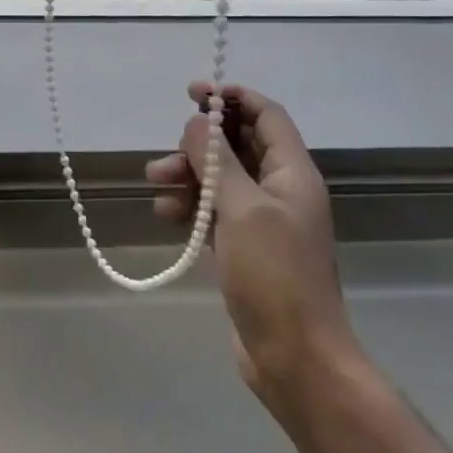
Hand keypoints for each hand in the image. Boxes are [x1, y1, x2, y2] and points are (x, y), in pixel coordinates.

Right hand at [147, 83, 357, 411]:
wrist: (296, 360)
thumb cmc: (275, 275)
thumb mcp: (242, 208)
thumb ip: (218, 160)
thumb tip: (198, 123)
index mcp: (292, 172)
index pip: (265, 114)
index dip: (232, 97)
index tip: (194, 93)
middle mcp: (279, 189)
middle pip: (237, 144)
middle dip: (200, 142)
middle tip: (172, 151)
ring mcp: (261, 220)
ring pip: (219, 177)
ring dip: (188, 174)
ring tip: (156, 184)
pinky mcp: (243, 247)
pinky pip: (212, 210)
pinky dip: (189, 205)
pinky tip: (167, 215)